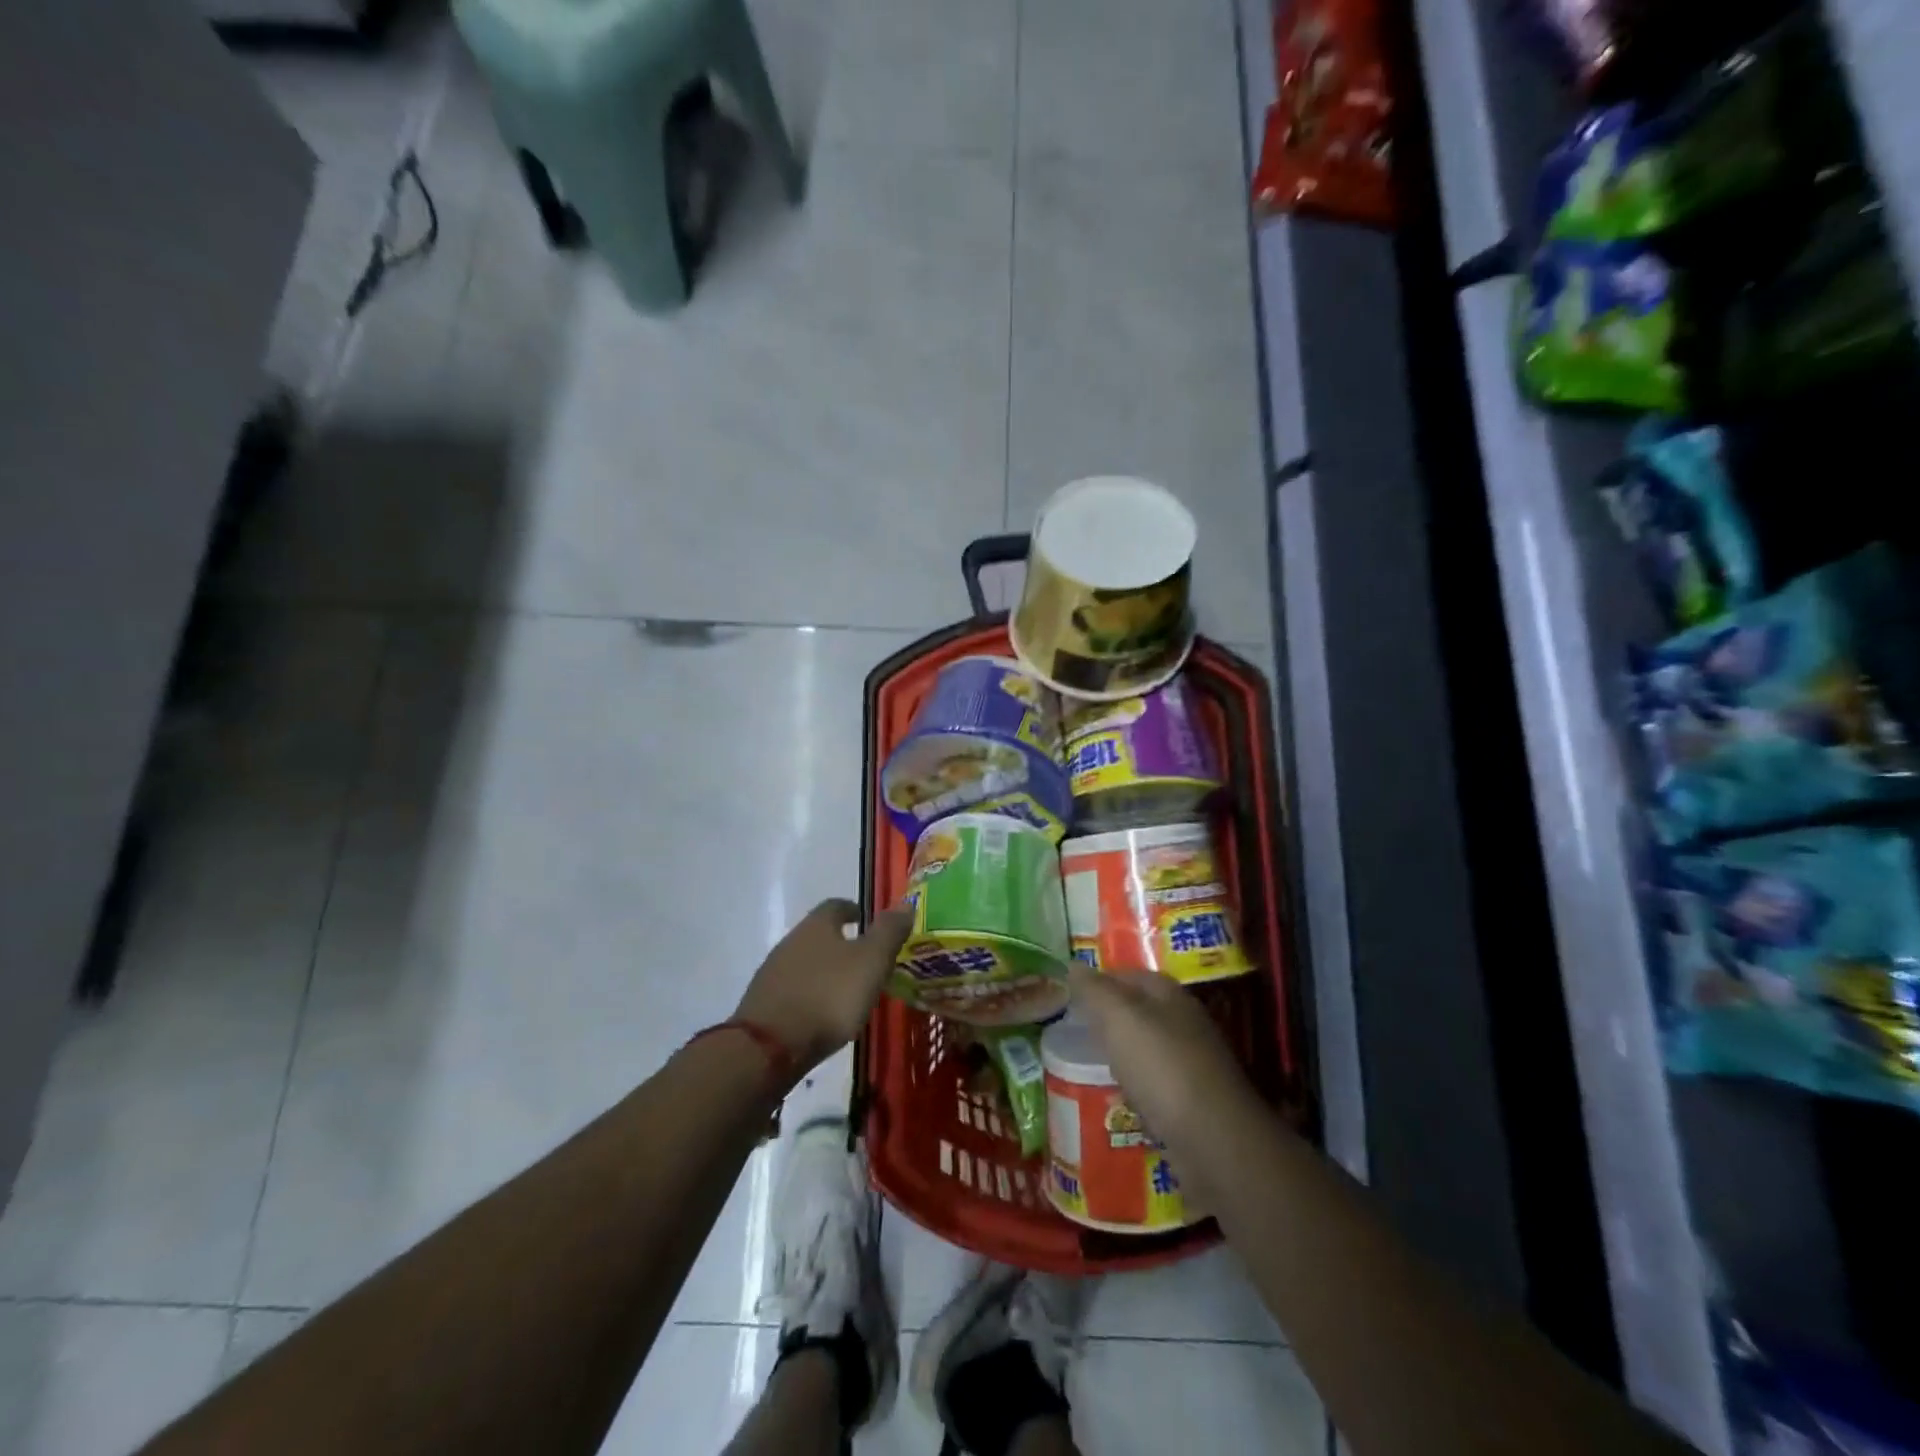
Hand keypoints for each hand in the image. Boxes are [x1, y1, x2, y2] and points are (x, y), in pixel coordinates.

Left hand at [734, 900, 912, 1072]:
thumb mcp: (871, 961)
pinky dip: (811, 994)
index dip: (854, 909)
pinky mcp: (764, 1003)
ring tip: (848, 989)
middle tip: (865, 959)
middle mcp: (791, 940)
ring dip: (825, 970)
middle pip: (819, 933)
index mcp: (817, 925)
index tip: (866, 920)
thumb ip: (889, 932)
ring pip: (805, 962)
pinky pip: (794, 989)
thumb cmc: (829, 995)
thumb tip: (905, 903)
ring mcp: (774, 972)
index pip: (837, 905)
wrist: (770, 1046)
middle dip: (841, 942)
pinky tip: (822, 1012)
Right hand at [1068, 964, 1257, 1150]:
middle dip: (1109, 1019)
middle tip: (1073, 1030)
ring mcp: (1192, 1063)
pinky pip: (1155, 1085)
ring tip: (1089, 1064)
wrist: (1213, 1140)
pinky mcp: (1193, 1102)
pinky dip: (1136, 1088)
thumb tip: (1072, 965)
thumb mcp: (1119, 1018)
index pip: (1128, 975)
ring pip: (1147, 1049)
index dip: (1099, 980)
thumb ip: (1094, 990)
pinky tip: (1119, 1099)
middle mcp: (1185, 1023)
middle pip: (1139, 1012)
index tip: (1068, 994)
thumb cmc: (1161, 1066)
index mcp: (1170, 995)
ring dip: (1122, 1055)